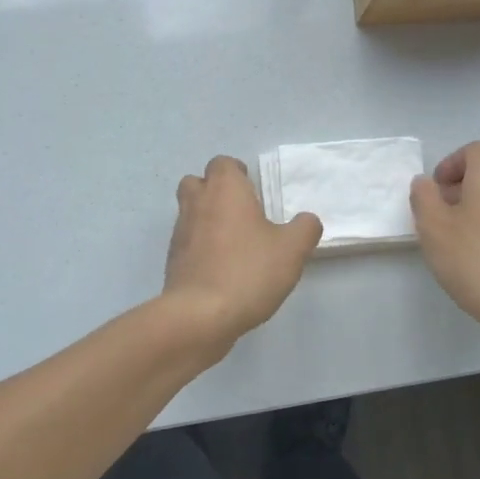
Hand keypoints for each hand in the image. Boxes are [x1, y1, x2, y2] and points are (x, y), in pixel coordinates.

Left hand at [164, 156, 321, 347]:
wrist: (200, 315)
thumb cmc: (248, 271)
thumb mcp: (292, 250)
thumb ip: (305, 229)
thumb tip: (307, 220)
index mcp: (225, 190)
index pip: (222, 163)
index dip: (237, 172)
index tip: (253, 190)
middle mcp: (197, 203)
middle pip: (197, 182)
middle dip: (214, 190)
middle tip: (240, 212)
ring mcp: (180, 231)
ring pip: (189, 211)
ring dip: (206, 219)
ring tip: (233, 242)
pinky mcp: (173, 260)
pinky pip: (186, 242)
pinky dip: (199, 246)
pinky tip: (220, 268)